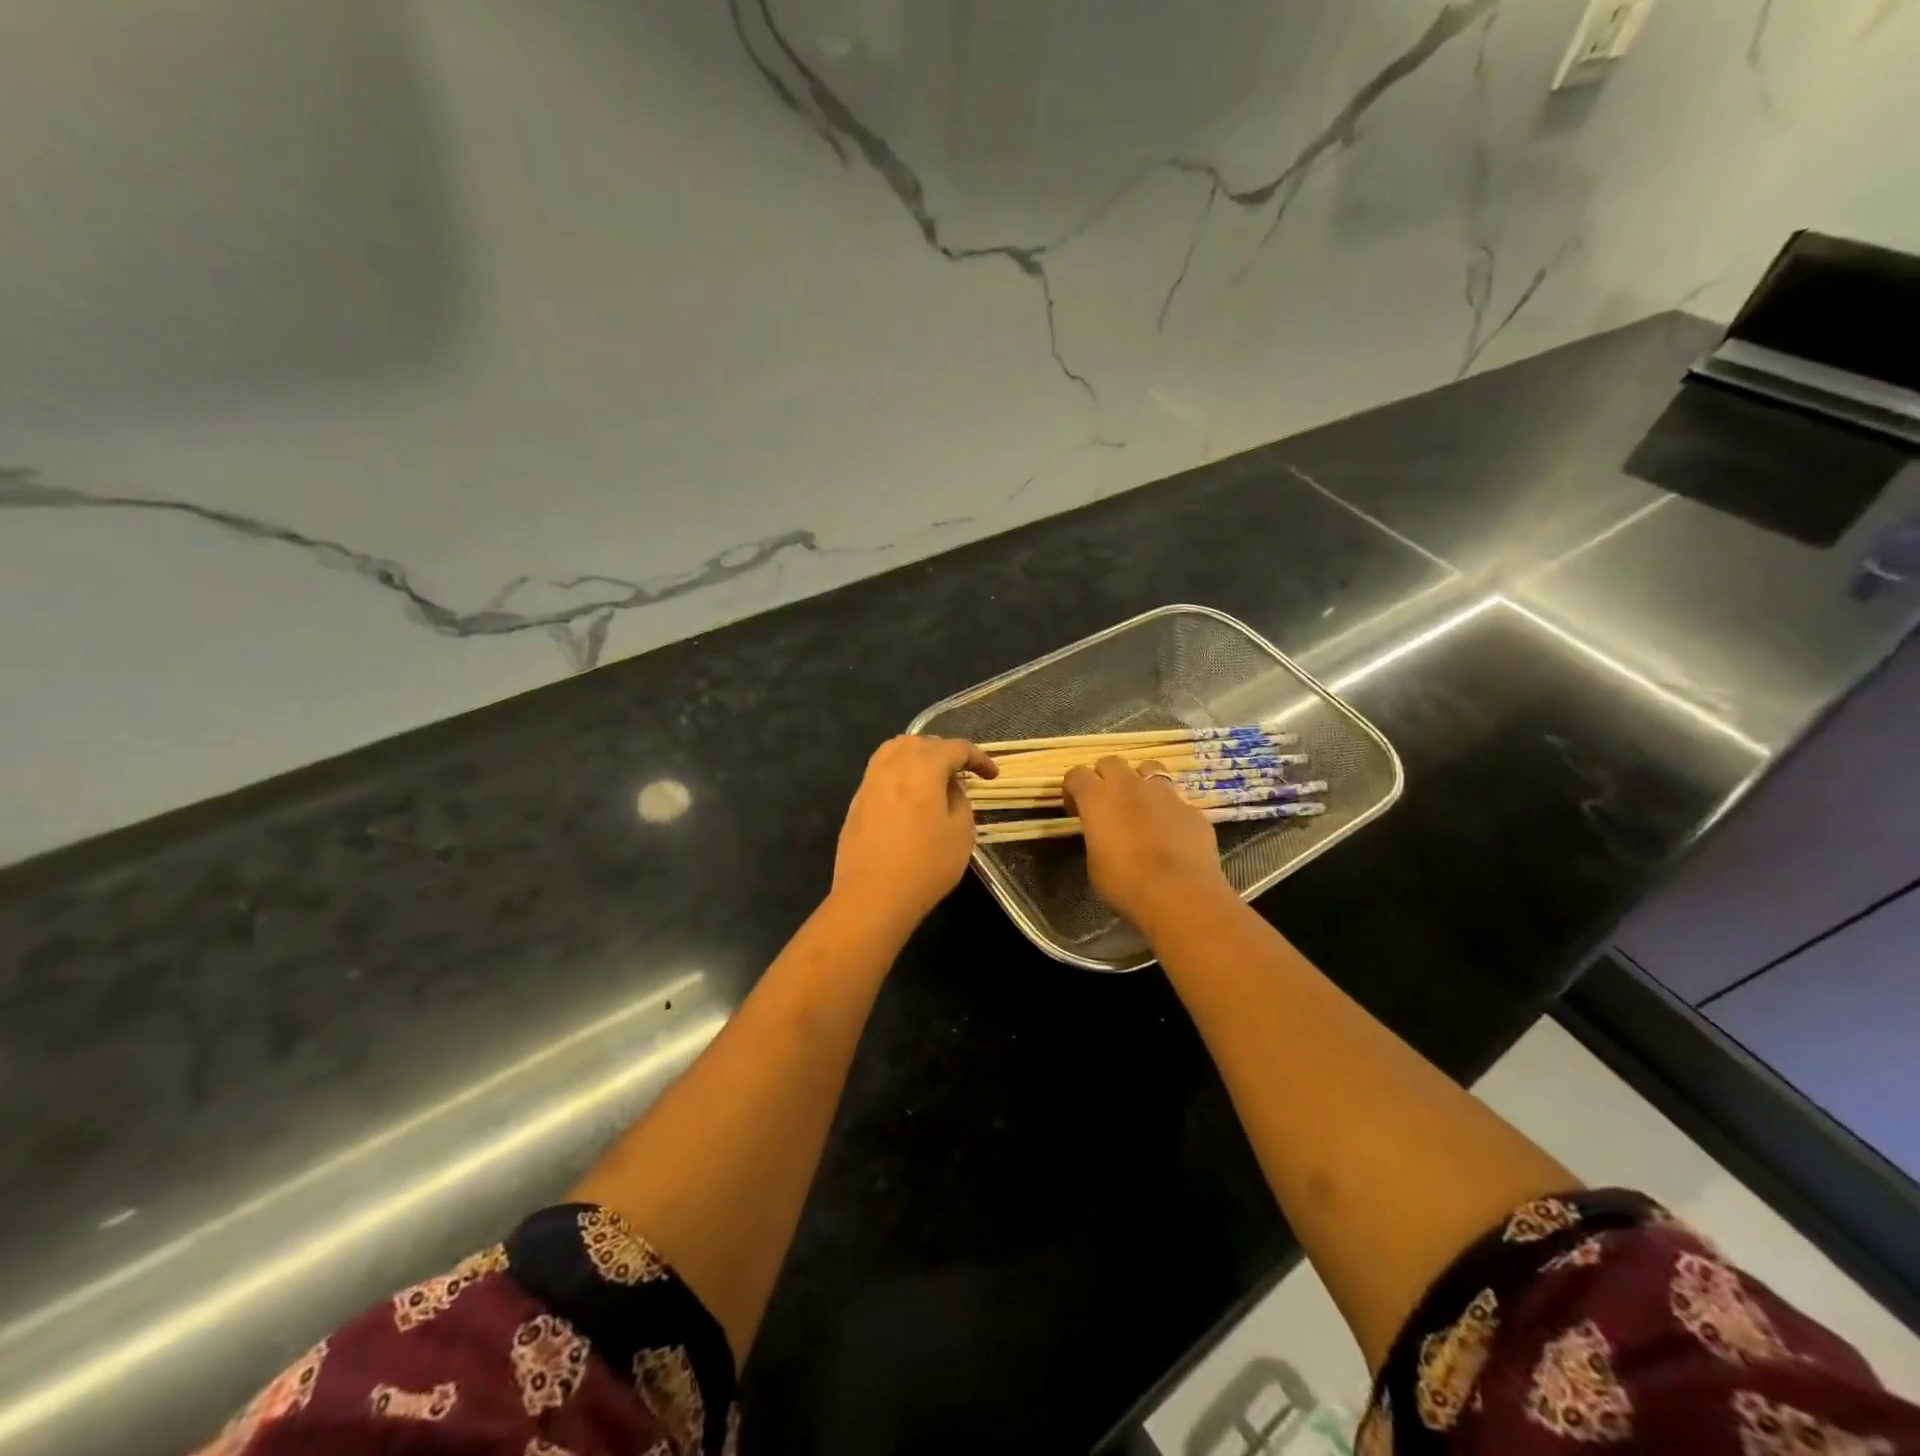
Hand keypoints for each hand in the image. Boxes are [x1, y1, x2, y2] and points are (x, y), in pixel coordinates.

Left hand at [832, 736, 997, 933]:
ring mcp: (869, 783)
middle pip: (920, 743)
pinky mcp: (856, 804)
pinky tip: (908, 798)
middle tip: (961, 773)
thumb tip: (948, 788)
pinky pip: (880, 774)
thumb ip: (959, 800)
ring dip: (917, 758)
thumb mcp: (961, 832)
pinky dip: (899, 775)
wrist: (872, 897)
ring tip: (932, 779)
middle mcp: (892, 766)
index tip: (992, 776)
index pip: (955, 748)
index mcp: (922, 767)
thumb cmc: (926, 864)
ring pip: (893, 752)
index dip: (978, 758)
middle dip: (944, 752)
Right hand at [1065, 756, 1230, 928]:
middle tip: (1107, 804)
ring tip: (1142, 807)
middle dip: (1105, 777)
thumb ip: (1096, 838)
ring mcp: (1164, 793)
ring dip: (1140, 782)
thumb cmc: (1124, 882)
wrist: (1177, 893)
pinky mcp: (1191, 809)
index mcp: (1097, 797)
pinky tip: (1171, 834)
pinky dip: (1169, 811)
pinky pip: (1176, 800)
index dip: (1073, 790)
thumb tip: (1104, 835)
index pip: (1076, 774)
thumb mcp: (1094, 863)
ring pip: (1149, 769)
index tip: (1076, 810)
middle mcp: (1129, 785)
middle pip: (1111, 762)